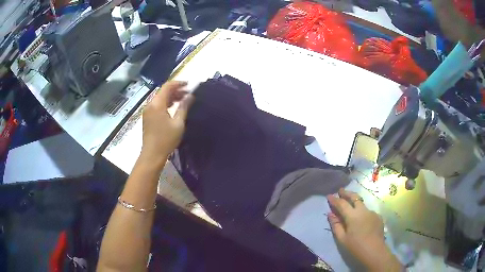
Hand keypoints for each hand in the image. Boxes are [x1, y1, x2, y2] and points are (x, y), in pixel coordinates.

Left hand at [141, 81, 193, 164]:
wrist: (152, 154)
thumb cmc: (166, 139)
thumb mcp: (178, 123)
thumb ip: (184, 107)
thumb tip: (190, 96)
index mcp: (157, 104)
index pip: (167, 86)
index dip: (179, 83)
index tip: (189, 85)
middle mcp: (150, 104)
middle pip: (163, 91)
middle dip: (176, 90)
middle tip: (189, 93)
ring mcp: (147, 111)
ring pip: (160, 98)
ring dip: (171, 96)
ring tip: (183, 99)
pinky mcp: (147, 117)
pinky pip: (157, 105)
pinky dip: (166, 103)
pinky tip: (174, 107)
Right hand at [327, 189, 401, 270]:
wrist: (375, 252)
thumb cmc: (355, 247)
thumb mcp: (342, 239)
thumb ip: (336, 225)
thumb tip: (331, 214)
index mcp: (353, 216)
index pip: (342, 204)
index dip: (334, 199)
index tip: (329, 195)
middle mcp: (363, 210)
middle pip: (355, 197)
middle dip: (347, 193)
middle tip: (340, 191)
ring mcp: (372, 212)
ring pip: (362, 204)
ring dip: (355, 203)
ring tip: (351, 206)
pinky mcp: (378, 217)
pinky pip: (368, 212)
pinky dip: (362, 213)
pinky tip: (362, 221)